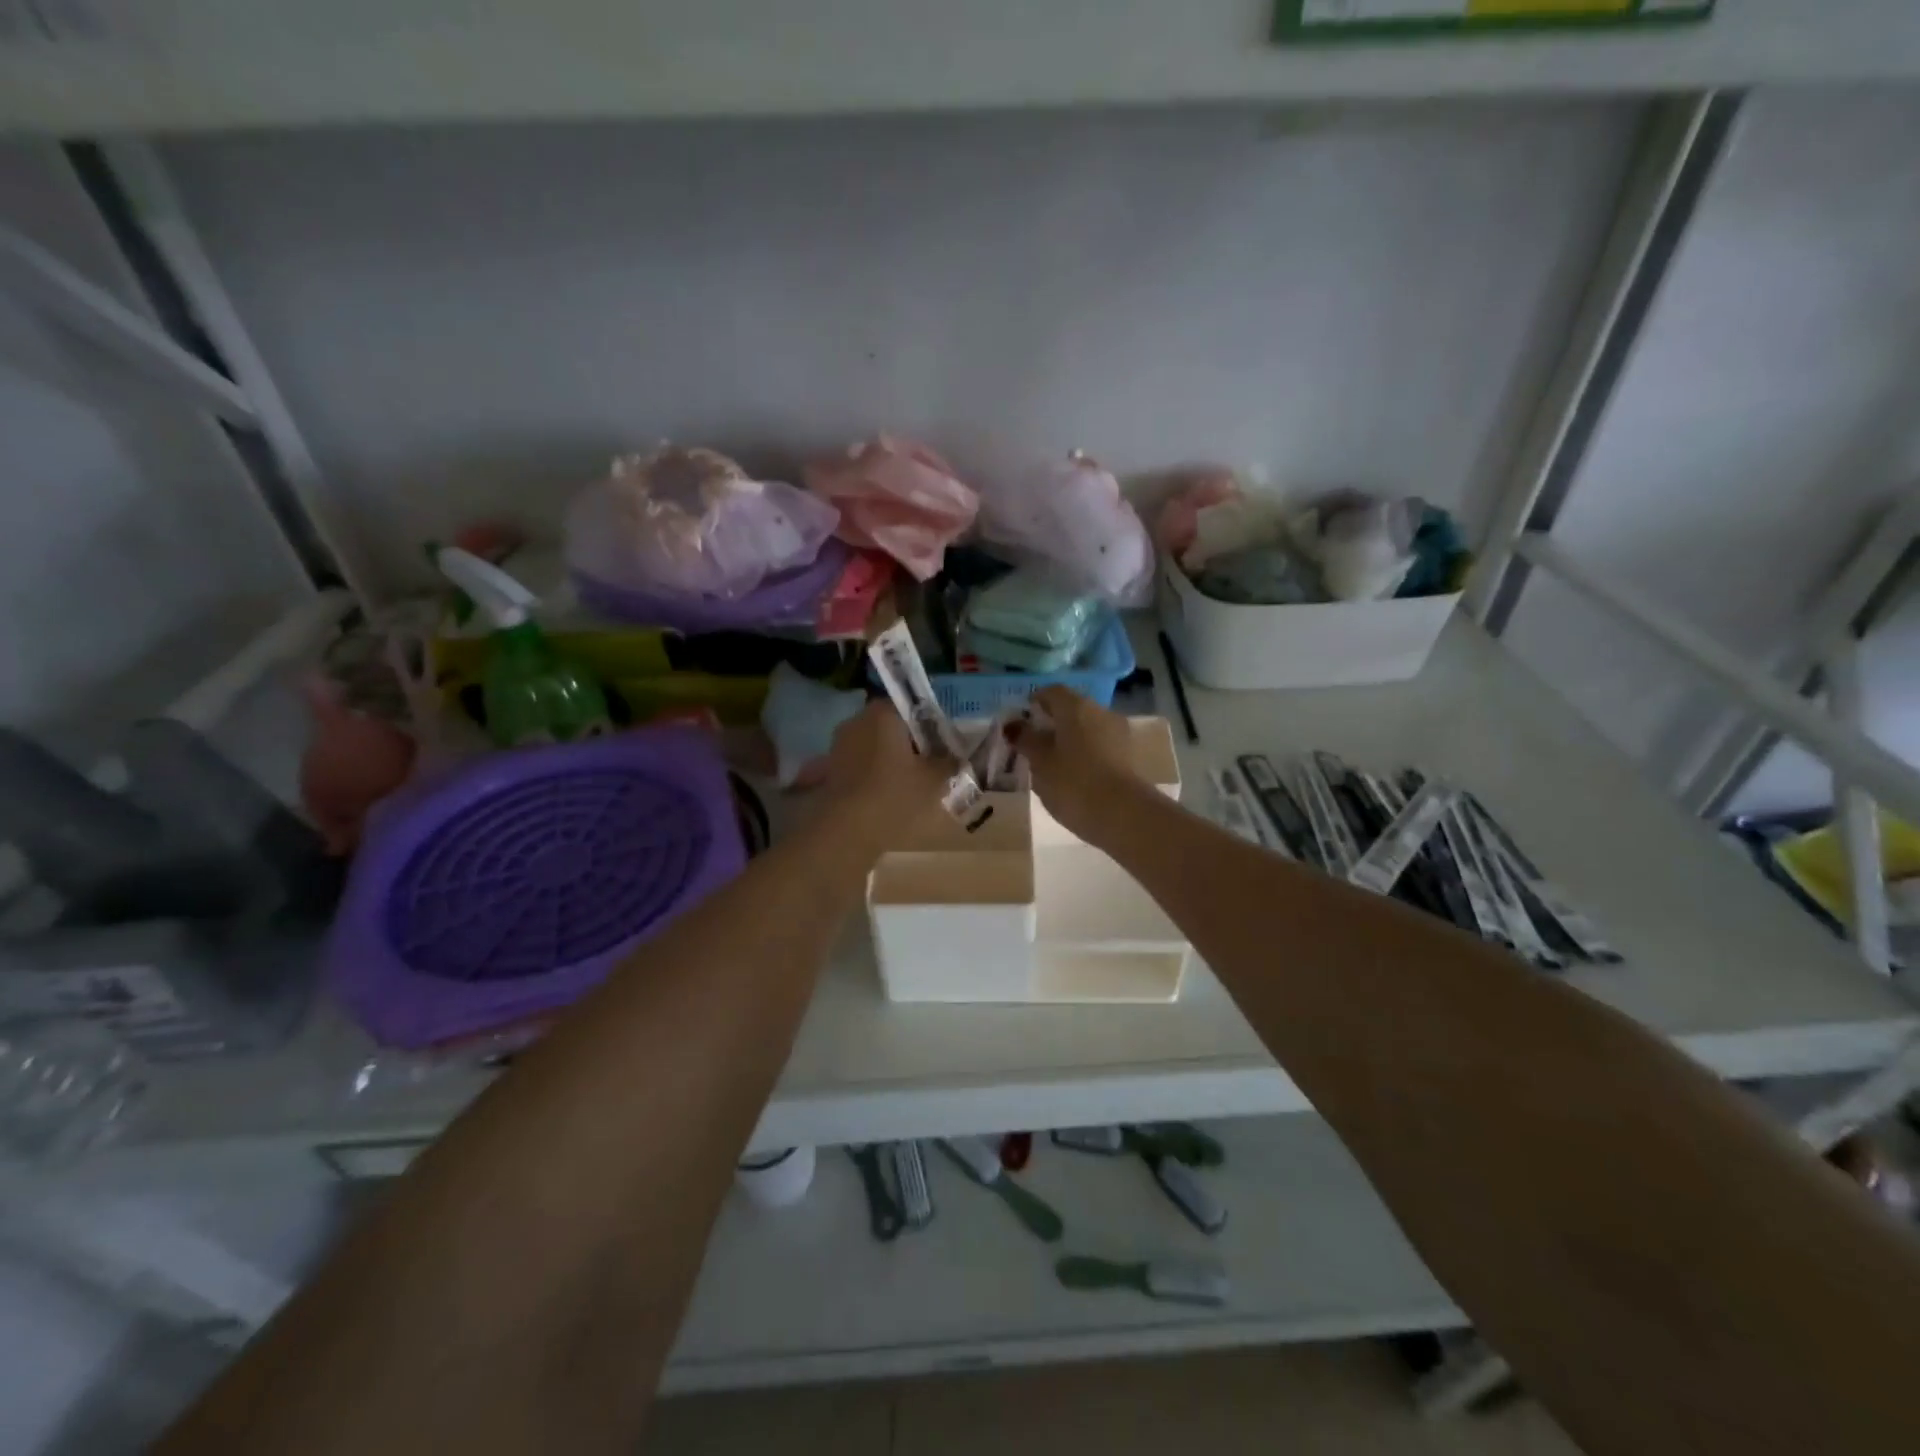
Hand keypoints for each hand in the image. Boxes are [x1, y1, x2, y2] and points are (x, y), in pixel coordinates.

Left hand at [818, 701, 954, 849]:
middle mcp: (857, 721)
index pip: (912, 706)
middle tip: (932, 766)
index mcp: (882, 713)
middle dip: (912, 743)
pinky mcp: (831, 769)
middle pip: (893, 726)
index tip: (943, 747)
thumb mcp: (934, 780)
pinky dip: (876, 774)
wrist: (844, 833)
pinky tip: (889, 797)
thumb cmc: (893, 797)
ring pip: (876, 746)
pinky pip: (862, 764)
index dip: (931, 725)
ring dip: (893, 760)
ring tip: (913, 785)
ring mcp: (840, 745)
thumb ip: (949, 762)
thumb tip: (956, 756)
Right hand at [1011, 686, 1142, 843]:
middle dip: (1052, 722)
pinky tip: (1074, 775)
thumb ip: (1025, 740)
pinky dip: (1085, 753)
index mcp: (1076, 707)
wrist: (1124, 815)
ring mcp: (1119, 733)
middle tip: (1033, 744)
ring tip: (1052, 764)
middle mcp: (1100, 712)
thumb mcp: (1040, 763)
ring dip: (1070, 739)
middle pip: (1071, 709)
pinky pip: (1100, 746)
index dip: (1034, 702)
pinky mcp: (1129, 756)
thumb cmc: (1073, 783)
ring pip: (1087, 728)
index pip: (1051, 692)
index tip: (1021, 720)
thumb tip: (1013, 725)